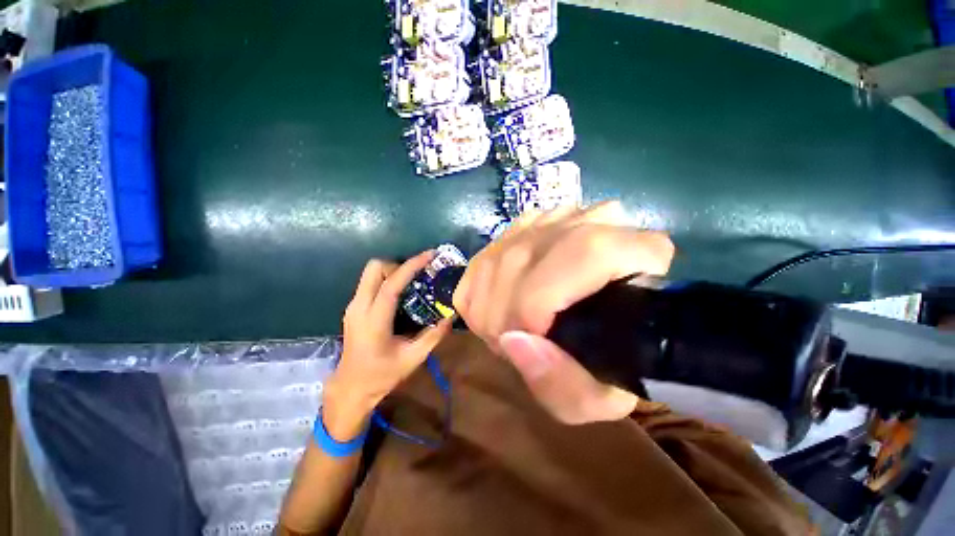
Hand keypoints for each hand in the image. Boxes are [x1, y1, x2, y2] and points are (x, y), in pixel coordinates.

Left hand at [324, 251, 452, 439]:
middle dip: (397, 265)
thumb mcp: (413, 358)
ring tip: (411, 282)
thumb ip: (434, 336)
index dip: (410, 267)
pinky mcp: (353, 307)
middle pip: (373, 268)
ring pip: (370, 272)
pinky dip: (386, 279)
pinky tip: (400, 293)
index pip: (390, 285)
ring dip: (392, 271)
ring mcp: (352, 306)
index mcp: (374, 322)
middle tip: (416, 276)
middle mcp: (359, 308)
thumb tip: (451, 315)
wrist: (351, 387)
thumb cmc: (382, 375)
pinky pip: (369, 282)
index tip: (429, 255)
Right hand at [453, 203, 674, 424]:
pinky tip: (497, 308)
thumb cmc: (612, 365)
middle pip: (522, 257)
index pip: (582, 255)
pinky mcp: (527, 223)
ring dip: (488, 303)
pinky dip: (480, 289)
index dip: (537, 303)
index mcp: (640, 256)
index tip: (528, 339)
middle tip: (510, 343)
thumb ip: (563, 385)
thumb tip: (513, 341)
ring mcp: (557, 216)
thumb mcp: (598, 399)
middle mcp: (600, 220)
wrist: (605, 326)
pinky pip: (486, 255)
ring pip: (498, 255)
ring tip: (505, 329)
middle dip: (501, 312)